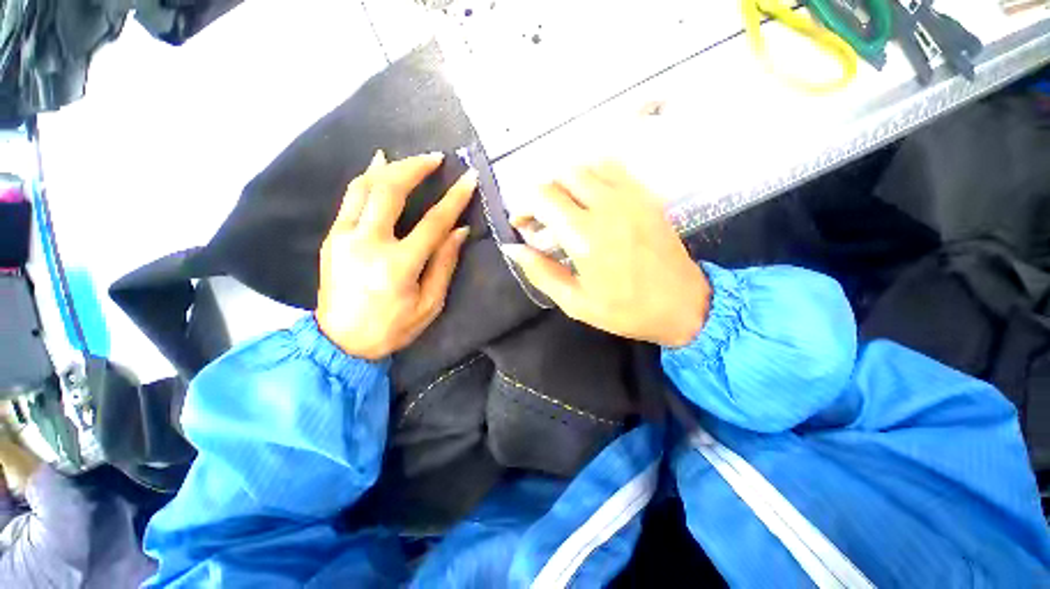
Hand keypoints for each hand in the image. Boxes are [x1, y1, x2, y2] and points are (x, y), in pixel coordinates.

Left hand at [316, 150, 475, 359]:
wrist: (339, 343)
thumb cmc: (392, 327)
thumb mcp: (429, 304)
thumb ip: (444, 264)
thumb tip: (459, 230)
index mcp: (398, 265)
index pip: (433, 222)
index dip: (454, 198)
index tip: (469, 178)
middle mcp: (367, 243)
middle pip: (390, 190)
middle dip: (415, 168)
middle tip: (435, 158)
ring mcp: (343, 237)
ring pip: (364, 187)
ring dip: (389, 167)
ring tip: (409, 159)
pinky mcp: (331, 237)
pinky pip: (350, 198)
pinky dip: (366, 179)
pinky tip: (377, 169)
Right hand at [501, 162, 709, 346]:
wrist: (683, 305)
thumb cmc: (625, 310)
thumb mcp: (575, 302)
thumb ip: (541, 272)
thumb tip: (513, 249)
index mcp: (585, 237)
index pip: (542, 197)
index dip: (523, 205)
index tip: (521, 224)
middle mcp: (606, 207)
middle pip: (562, 175)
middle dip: (543, 192)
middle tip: (542, 218)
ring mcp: (630, 197)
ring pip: (586, 166)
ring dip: (566, 181)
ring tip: (564, 206)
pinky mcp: (646, 196)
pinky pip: (613, 169)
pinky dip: (593, 175)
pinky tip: (591, 197)